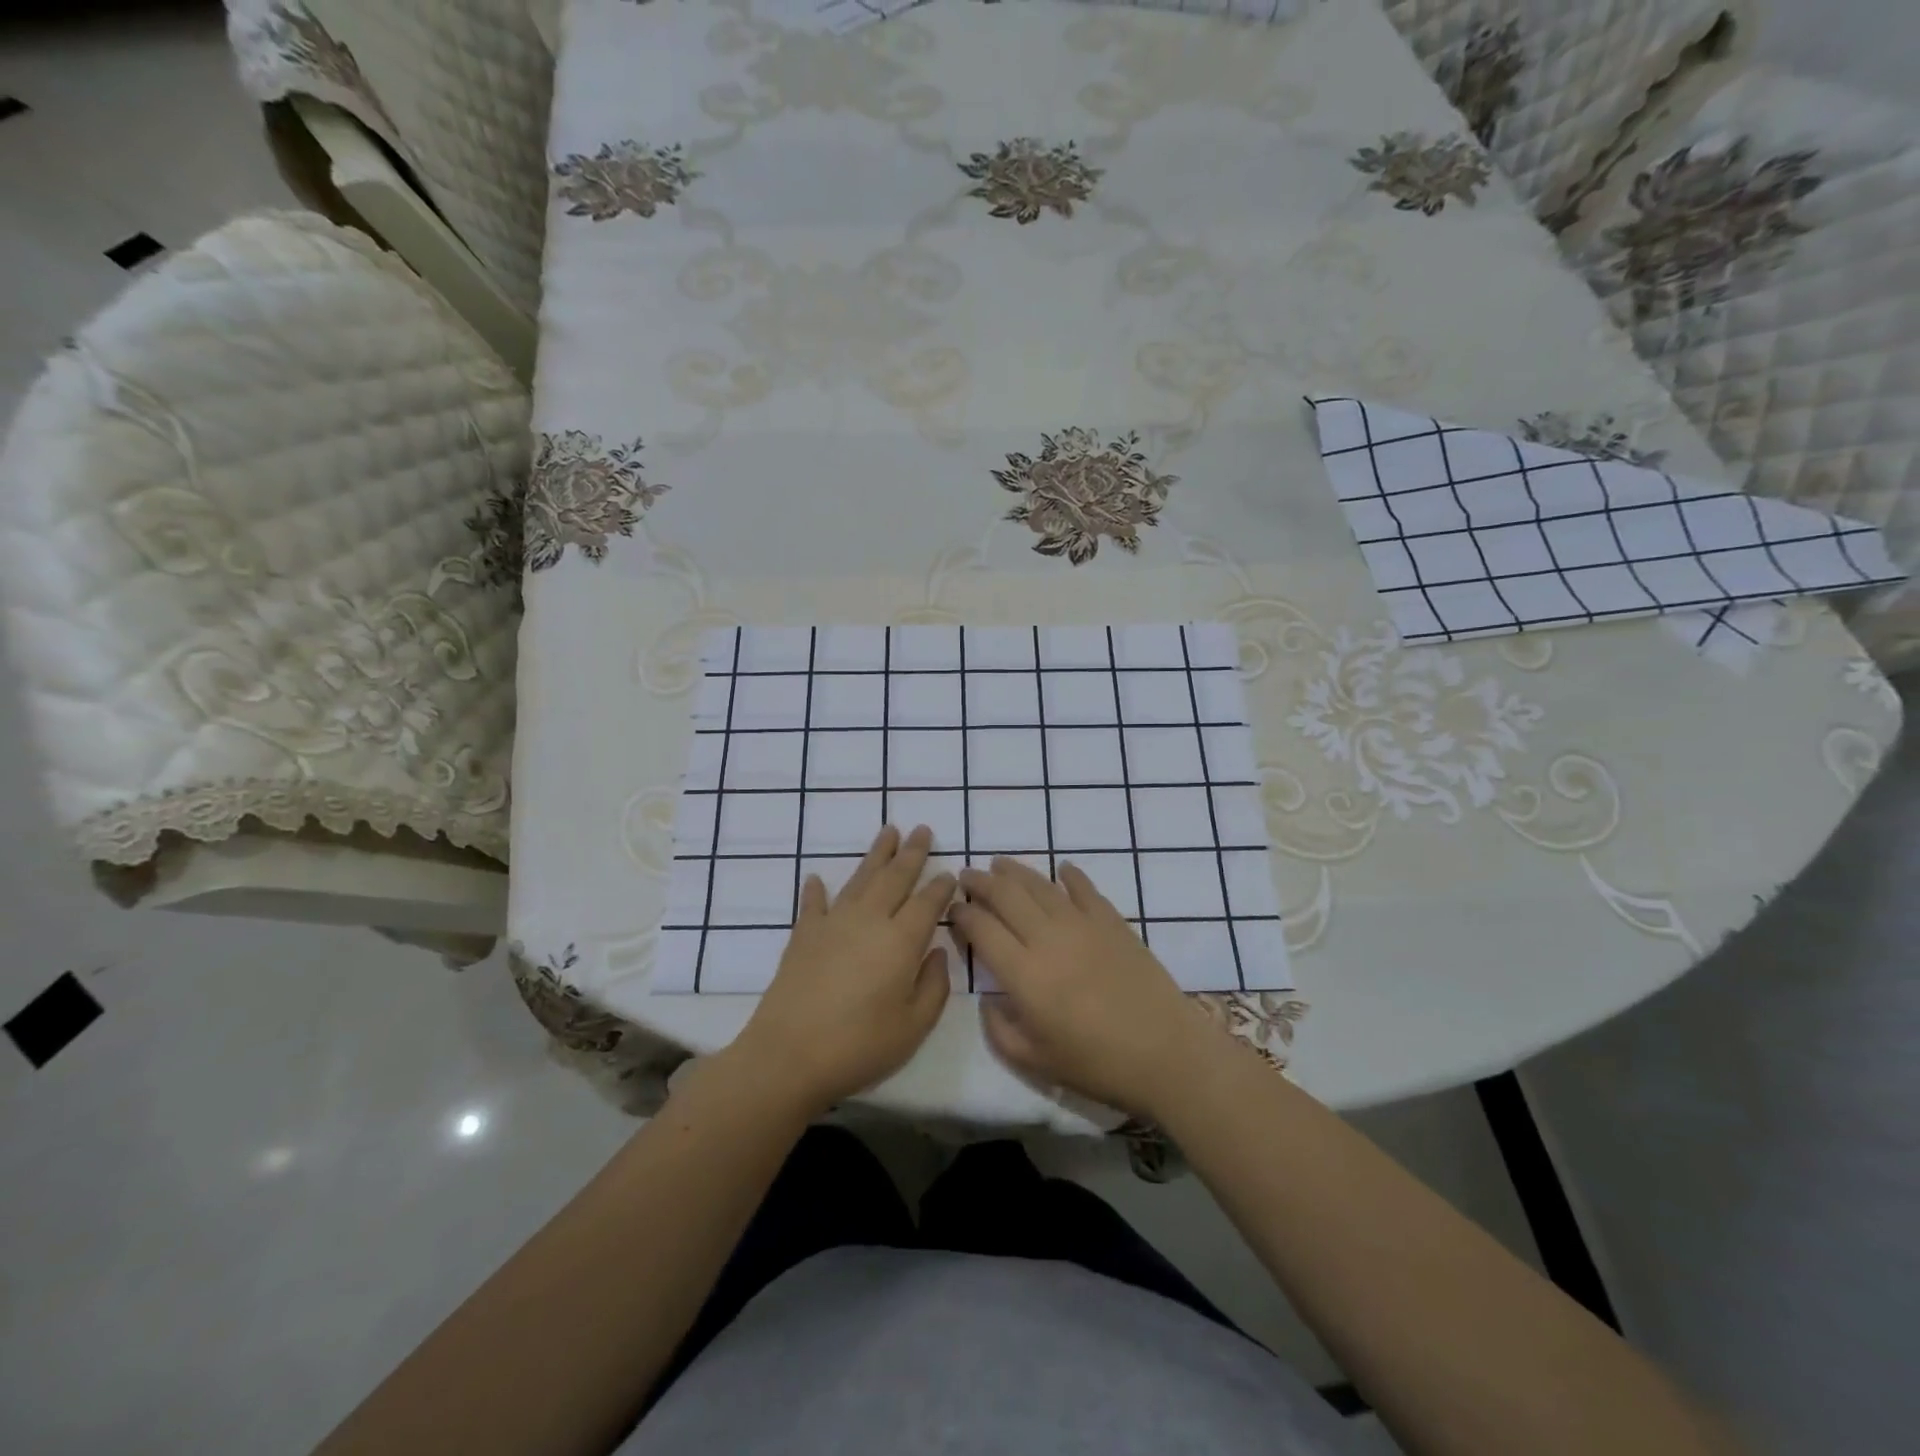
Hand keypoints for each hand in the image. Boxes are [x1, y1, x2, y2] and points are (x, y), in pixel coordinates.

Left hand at [733, 825, 954, 1117]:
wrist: (788, 1055)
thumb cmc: (859, 1046)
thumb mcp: (914, 1027)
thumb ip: (934, 986)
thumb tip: (937, 952)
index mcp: (901, 941)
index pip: (927, 903)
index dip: (941, 886)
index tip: (950, 872)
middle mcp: (869, 921)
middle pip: (894, 878)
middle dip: (911, 853)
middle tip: (922, 830)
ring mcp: (832, 924)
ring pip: (860, 879)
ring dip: (876, 855)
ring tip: (888, 832)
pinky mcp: (803, 936)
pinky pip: (813, 904)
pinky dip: (816, 890)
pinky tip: (817, 878)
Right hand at [954, 858, 1217, 1117]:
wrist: (1166, 1054)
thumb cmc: (1097, 1064)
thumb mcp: (1034, 1062)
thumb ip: (999, 1030)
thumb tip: (988, 1000)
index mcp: (1023, 974)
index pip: (982, 929)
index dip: (963, 914)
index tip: (953, 909)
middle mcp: (1048, 939)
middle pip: (1006, 896)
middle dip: (981, 882)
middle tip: (967, 875)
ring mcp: (1083, 925)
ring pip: (1040, 886)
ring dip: (1016, 872)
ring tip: (1000, 864)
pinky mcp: (1112, 922)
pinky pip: (1085, 889)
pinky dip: (1070, 876)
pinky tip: (1062, 869)